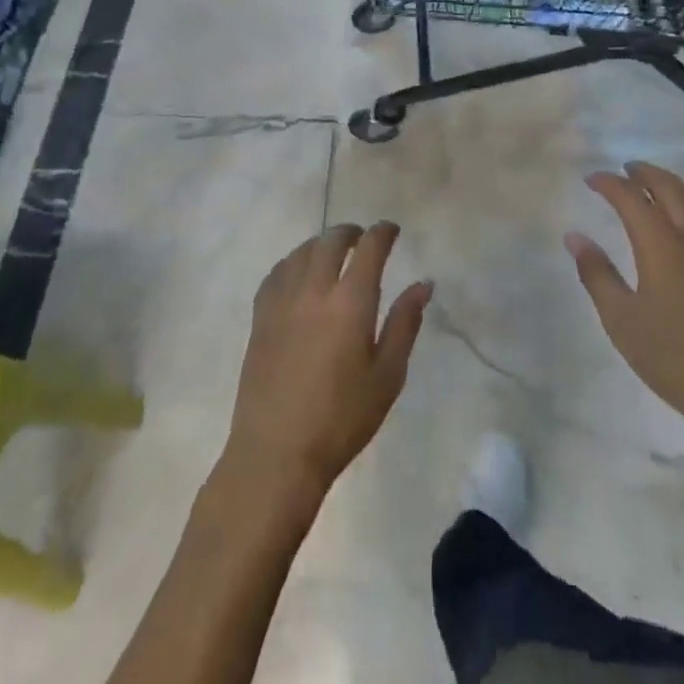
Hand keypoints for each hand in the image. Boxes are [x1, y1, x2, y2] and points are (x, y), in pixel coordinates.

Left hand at [221, 222, 431, 502]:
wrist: (276, 453)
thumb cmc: (342, 419)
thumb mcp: (387, 375)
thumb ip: (404, 323)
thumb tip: (423, 284)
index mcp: (350, 302)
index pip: (369, 248)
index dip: (382, 233)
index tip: (391, 230)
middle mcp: (314, 290)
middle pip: (330, 241)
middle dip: (350, 232)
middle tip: (362, 238)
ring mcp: (282, 301)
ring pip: (301, 252)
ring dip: (320, 244)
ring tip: (332, 252)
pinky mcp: (260, 318)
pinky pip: (277, 273)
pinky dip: (293, 262)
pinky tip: (298, 274)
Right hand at [566, 161, 683, 438]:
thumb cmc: (674, 359)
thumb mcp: (622, 320)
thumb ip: (597, 274)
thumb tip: (575, 237)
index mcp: (664, 247)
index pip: (633, 199)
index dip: (611, 184)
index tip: (592, 179)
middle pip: (672, 190)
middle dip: (646, 174)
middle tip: (626, 169)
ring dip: (672, 187)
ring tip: (653, 187)